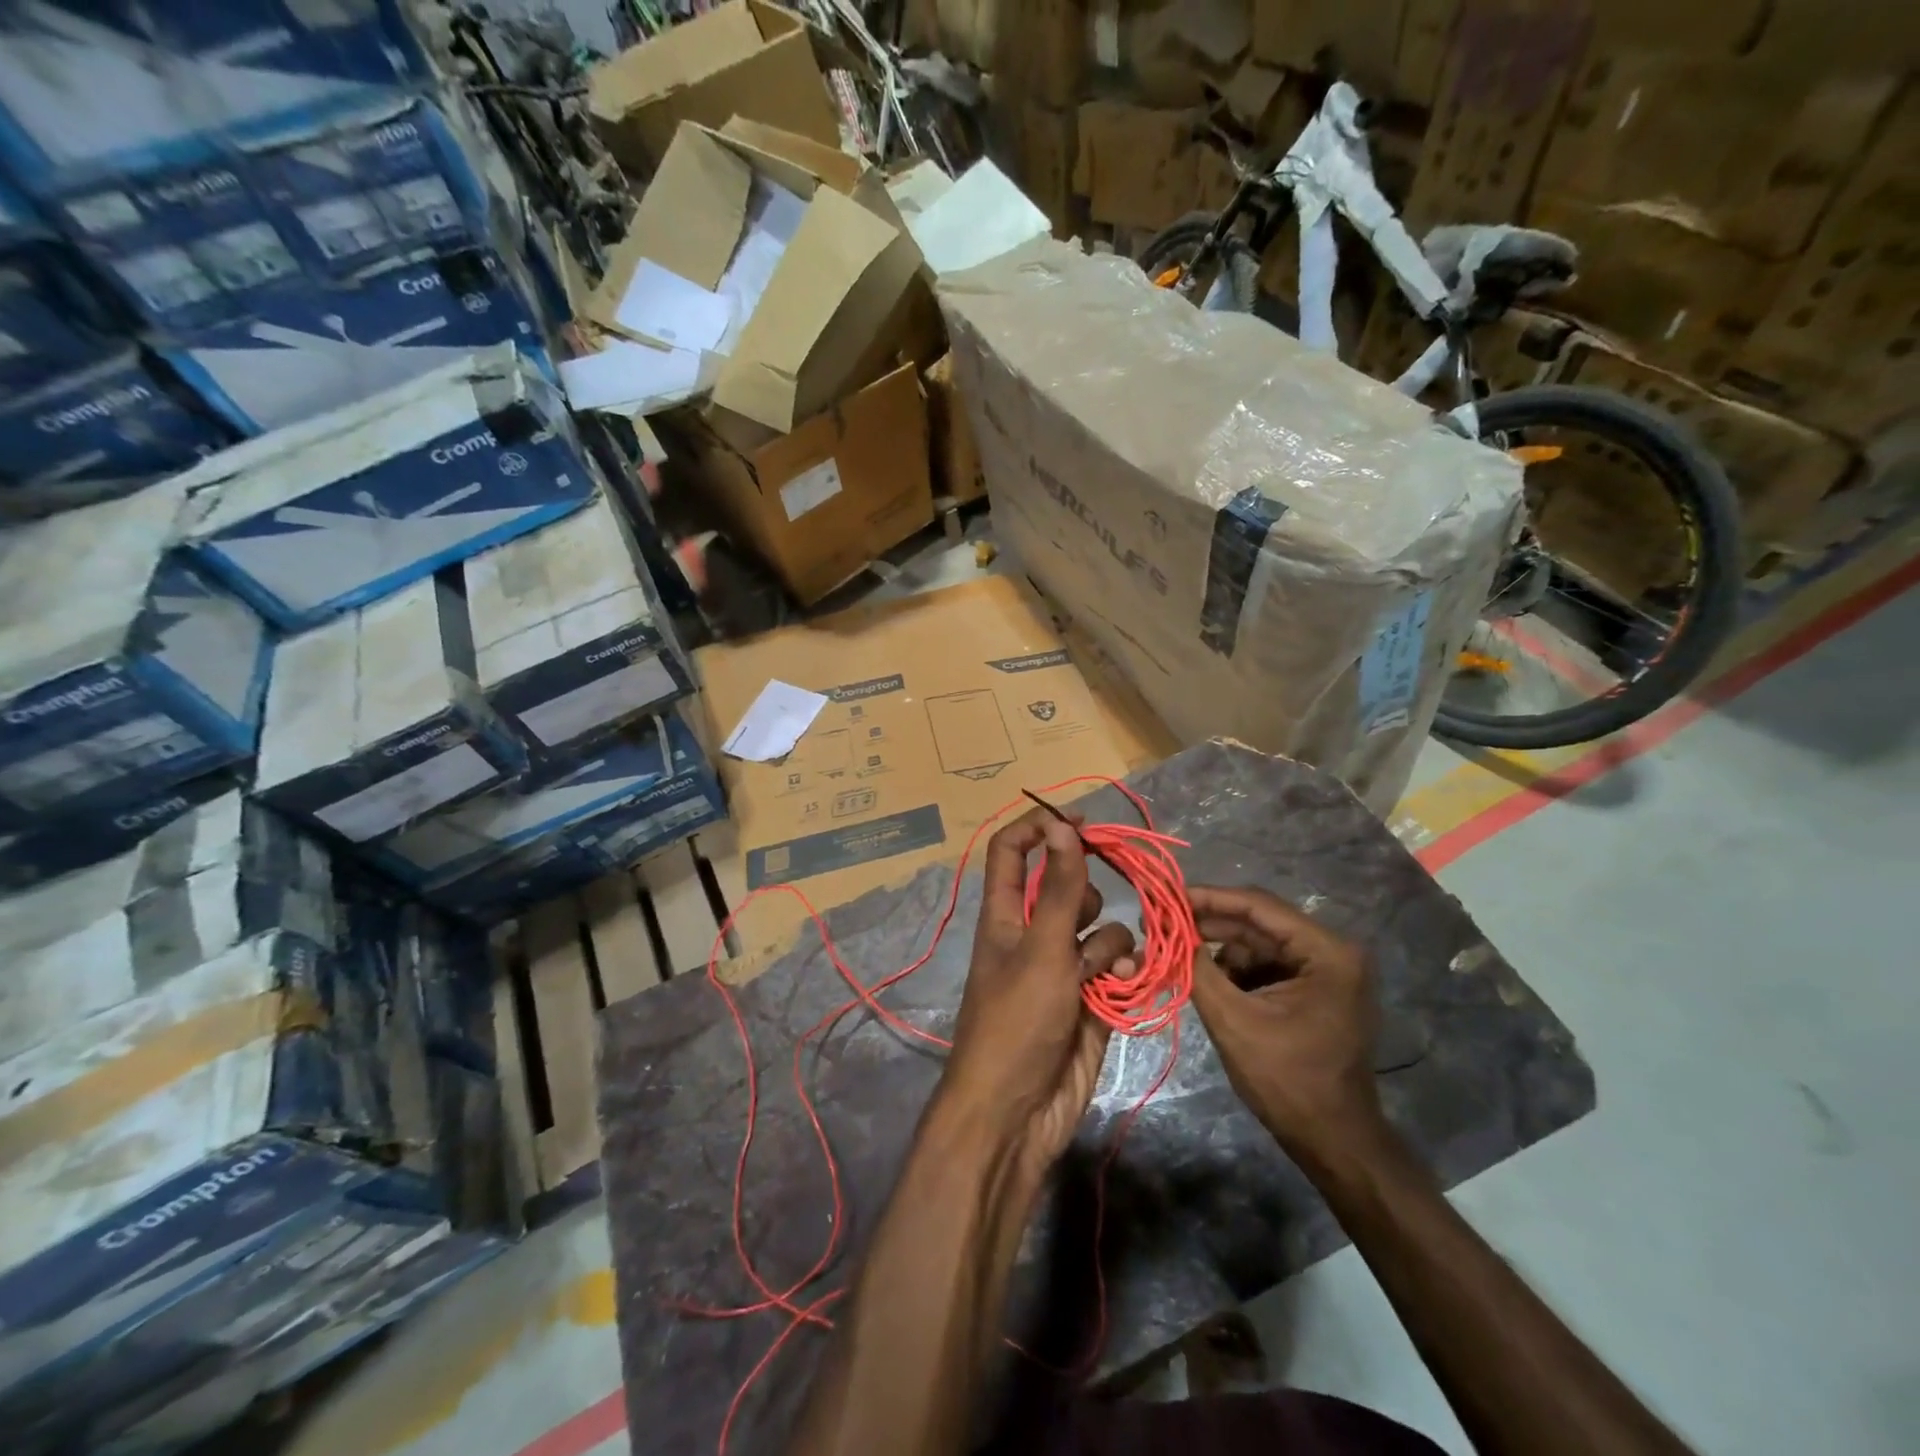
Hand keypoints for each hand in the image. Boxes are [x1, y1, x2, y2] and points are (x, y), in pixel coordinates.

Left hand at [940, 809, 1135, 1189]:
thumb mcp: (1040, 948)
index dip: (1039, 827)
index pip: (1012, 851)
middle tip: (1092, 909)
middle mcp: (1033, 934)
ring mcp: (1063, 967)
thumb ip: (1057, 887)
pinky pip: (1115, 966)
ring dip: (1108, 943)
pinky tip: (1123, 990)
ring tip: (1102, 972)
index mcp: (1004, 914)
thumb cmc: (1017, 1022)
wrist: (1018, 1113)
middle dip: (1086, 893)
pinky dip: (1122, 973)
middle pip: (1064, 887)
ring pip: (1098, 928)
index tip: (1080, 820)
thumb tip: (1060, 824)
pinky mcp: (1091, 999)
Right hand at [1186, 885, 1383, 1165]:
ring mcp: (1326, 971)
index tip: (1164, 897)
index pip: (1258, 906)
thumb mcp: (1233, 1020)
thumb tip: (1164, 929)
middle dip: (1209, 926)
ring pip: (1258, 944)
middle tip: (1160, 926)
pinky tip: (1207, 983)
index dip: (1208, 898)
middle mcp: (1332, 951)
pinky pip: (1266, 965)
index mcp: (1326, 952)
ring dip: (1219, 951)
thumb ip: (1197, 968)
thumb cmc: (1287, 1081)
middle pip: (1258, 923)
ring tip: (1179, 961)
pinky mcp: (1315, 990)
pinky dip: (1235, 971)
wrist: (1333, 1142)